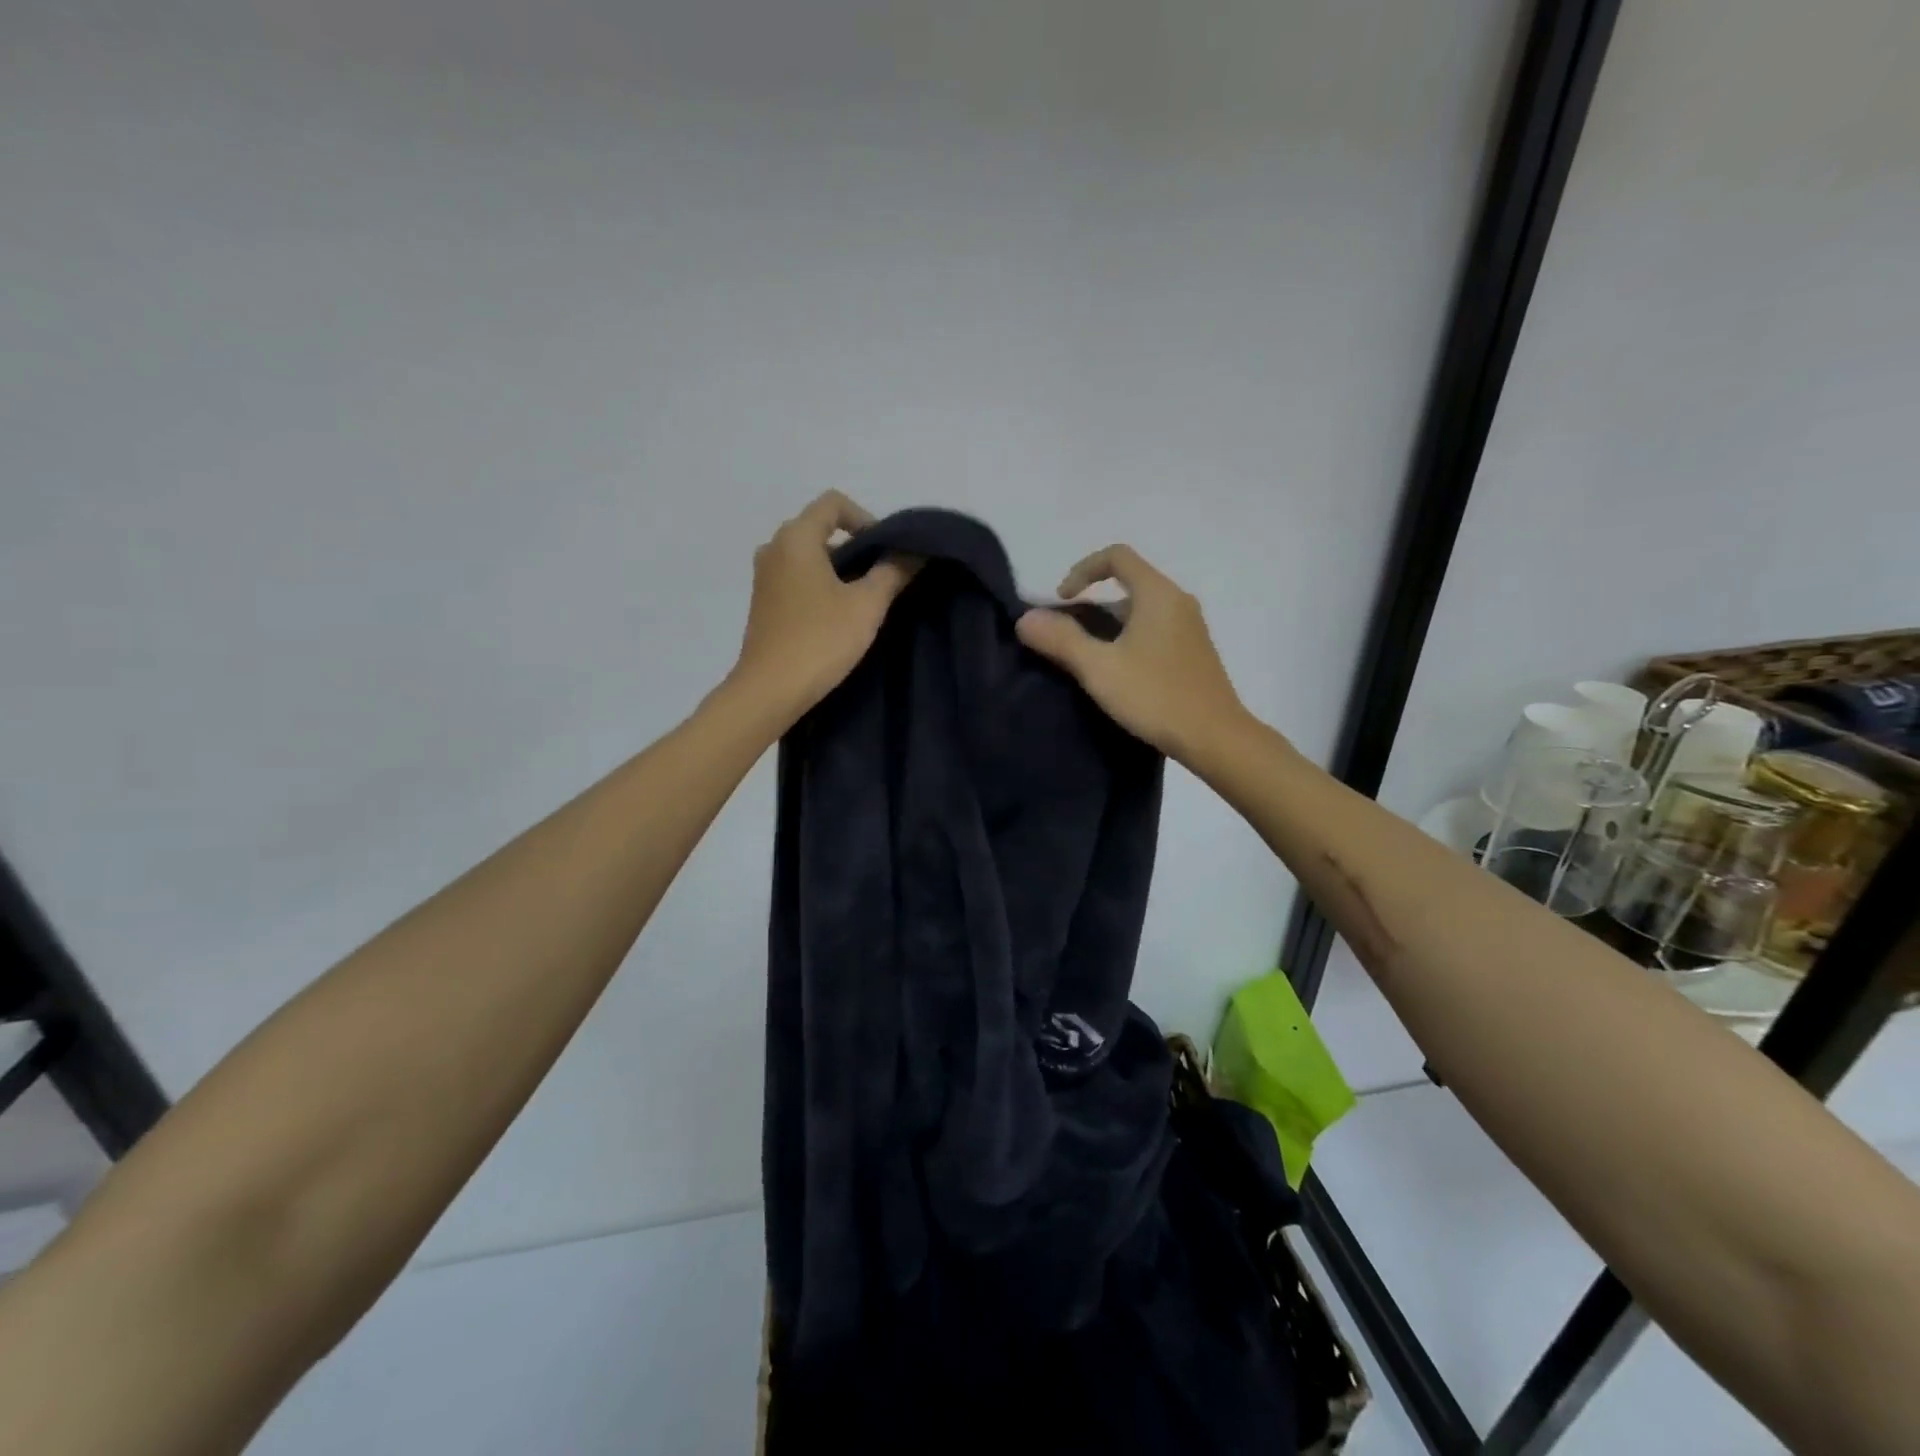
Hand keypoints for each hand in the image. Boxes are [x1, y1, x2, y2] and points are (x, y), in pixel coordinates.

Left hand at [728, 491, 914, 724]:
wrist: (770, 691)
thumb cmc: (820, 640)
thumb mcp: (867, 605)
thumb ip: (893, 571)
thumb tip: (915, 551)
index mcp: (796, 538)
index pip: (834, 503)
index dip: (866, 518)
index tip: (886, 551)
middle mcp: (774, 548)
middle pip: (820, 528)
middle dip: (855, 545)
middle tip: (883, 575)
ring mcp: (764, 577)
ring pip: (808, 555)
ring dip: (838, 568)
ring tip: (864, 598)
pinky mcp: (764, 603)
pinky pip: (797, 577)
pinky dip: (820, 585)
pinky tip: (838, 615)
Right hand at [1015, 545, 1247, 762]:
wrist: (1216, 738)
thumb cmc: (1156, 696)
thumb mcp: (1099, 668)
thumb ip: (1061, 640)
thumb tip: (1025, 619)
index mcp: (1157, 594)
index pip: (1117, 556)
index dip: (1082, 570)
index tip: (1062, 600)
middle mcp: (1178, 601)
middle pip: (1128, 583)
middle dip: (1091, 602)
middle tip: (1066, 635)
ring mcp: (1190, 627)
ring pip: (1140, 610)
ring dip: (1108, 624)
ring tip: (1085, 658)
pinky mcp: (1193, 652)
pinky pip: (1153, 629)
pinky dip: (1128, 638)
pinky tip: (1116, 673)